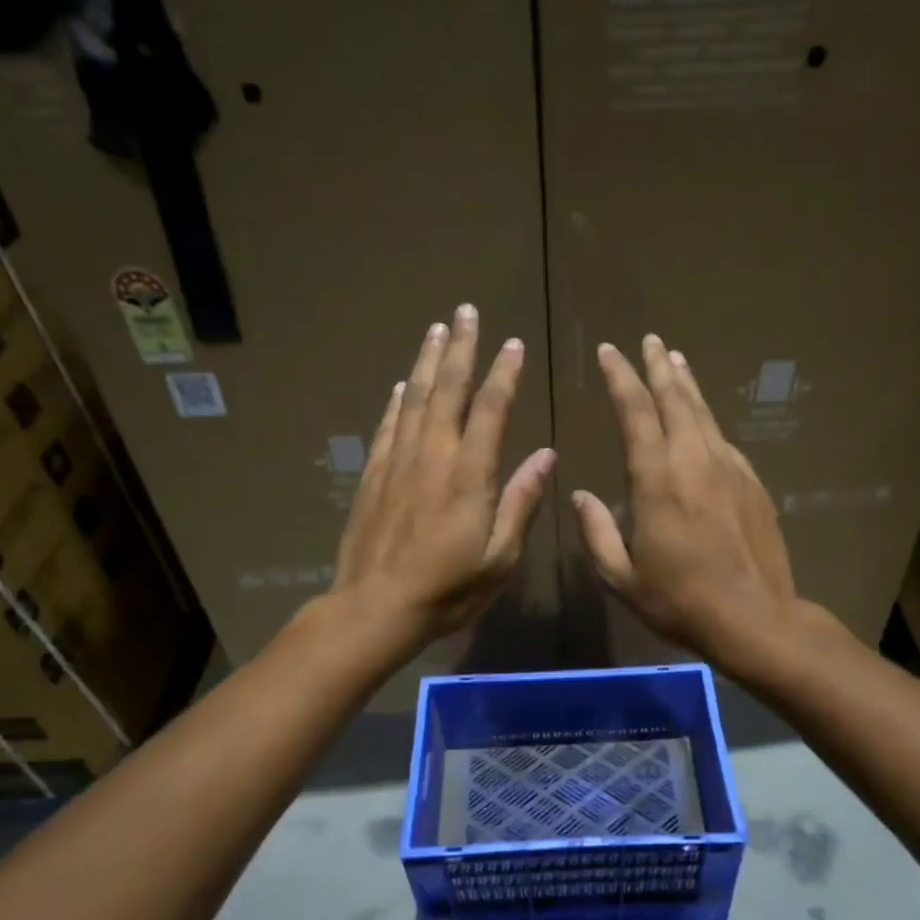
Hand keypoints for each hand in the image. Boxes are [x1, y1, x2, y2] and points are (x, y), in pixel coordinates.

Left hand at [331, 305, 554, 658]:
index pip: (491, 409)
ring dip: (426, 361)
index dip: (504, 373)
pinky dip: (396, 401)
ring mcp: (398, 462)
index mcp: (470, 474)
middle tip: (465, 311)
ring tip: (435, 330)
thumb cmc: (448, 589)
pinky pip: (388, 426)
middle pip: (447, 389)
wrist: (376, 607)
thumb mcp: (499, 556)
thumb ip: (521, 501)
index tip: (513, 343)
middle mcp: (433, 455)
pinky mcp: (373, 475)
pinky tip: (400, 385)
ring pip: (413, 398)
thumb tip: (547, 455)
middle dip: (459, 348)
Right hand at [572, 335, 802, 670]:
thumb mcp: (622, 577)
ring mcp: (730, 469)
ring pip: (704, 414)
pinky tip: (702, 423)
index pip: (635, 412)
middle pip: (676, 399)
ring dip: (687, 385)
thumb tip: (580, 495)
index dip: (620, 378)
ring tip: (675, 361)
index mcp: (657, 480)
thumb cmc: (681, 601)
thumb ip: (597, 532)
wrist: (756, 619)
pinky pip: (723, 440)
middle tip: (649, 340)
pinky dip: (707, 421)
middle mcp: (695, 461)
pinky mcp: (753, 484)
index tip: (609, 352)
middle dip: (658, 367)